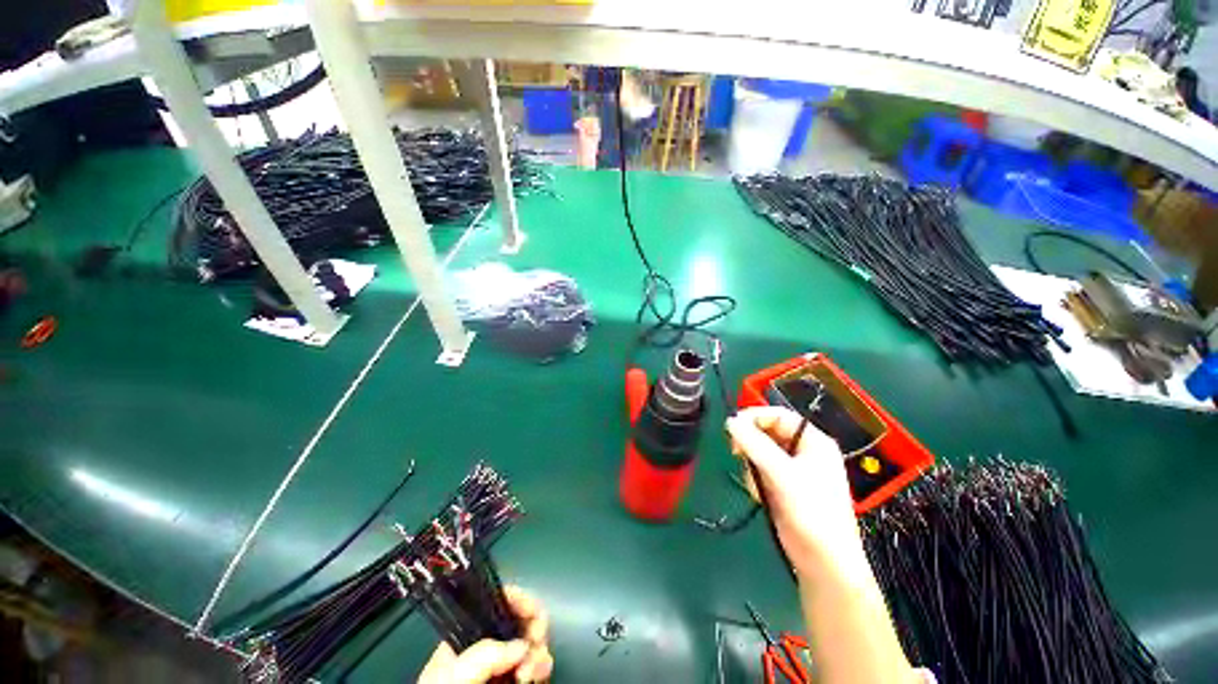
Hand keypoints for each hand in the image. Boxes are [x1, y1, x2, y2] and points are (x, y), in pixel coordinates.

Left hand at [417, 586, 552, 683]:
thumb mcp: (453, 675)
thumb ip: (483, 654)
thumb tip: (522, 646)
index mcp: (468, 635)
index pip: (500, 601)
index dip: (521, 601)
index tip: (533, 616)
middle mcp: (487, 645)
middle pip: (521, 621)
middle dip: (534, 631)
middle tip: (533, 651)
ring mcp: (501, 665)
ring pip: (532, 643)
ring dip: (539, 652)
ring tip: (530, 674)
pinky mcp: (512, 682)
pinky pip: (536, 665)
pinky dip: (541, 667)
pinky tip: (535, 678)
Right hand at [726, 407, 867, 577]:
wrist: (823, 561)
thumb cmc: (812, 512)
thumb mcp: (782, 473)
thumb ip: (755, 444)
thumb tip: (730, 421)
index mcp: (813, 441)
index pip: (778, 415)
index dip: (754, 417)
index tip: (732, 426)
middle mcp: (803, 451)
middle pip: (767, 432)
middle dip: (751, 445)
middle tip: (737, 454)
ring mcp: (793, 470)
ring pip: (759, 452)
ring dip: (752, 466)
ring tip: (758, 486)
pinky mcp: (783, 486)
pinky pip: (760, 471)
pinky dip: (756, 480)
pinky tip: (761, 496)